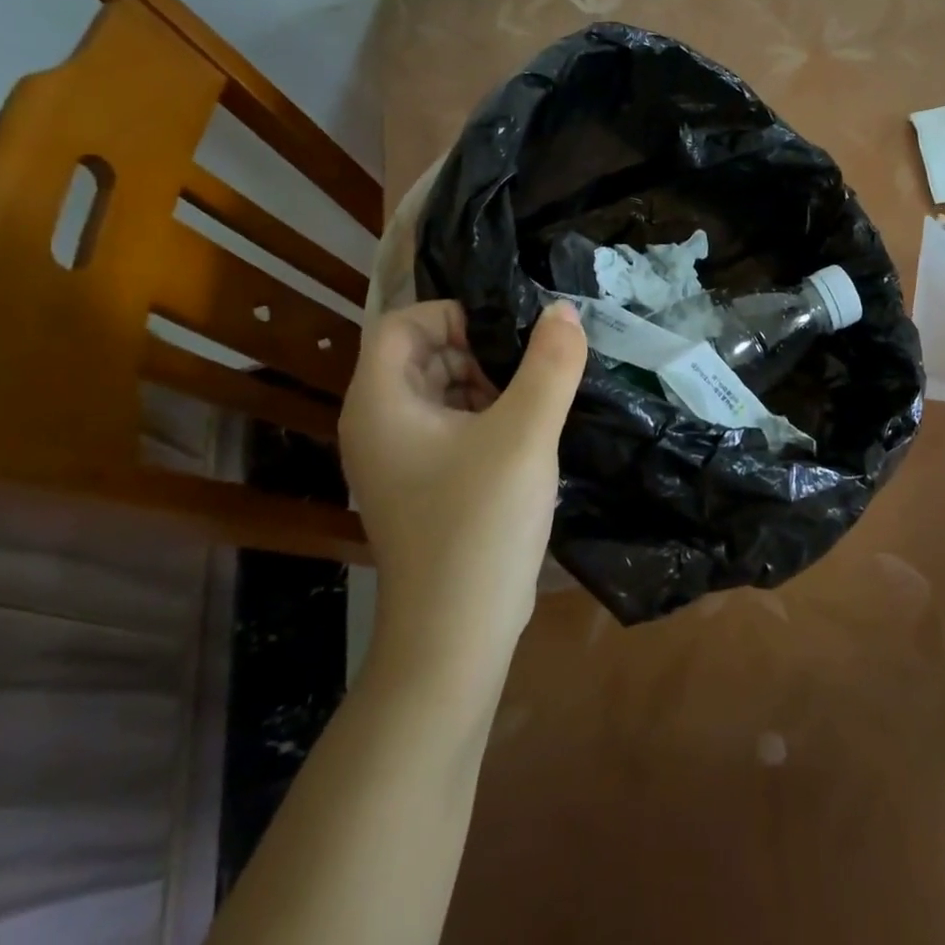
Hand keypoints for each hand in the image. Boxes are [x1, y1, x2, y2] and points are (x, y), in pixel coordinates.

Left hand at [339, 300, 587, 665]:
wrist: (457, 635)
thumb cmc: (480, 523)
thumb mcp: (525, 433)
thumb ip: (550, 364)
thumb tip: (564, 311)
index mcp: (381, 402)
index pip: (404, 323)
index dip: (455, 315)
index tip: (509, 333)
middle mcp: (379, 423)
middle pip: (424, 355)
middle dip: (480, 349)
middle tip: (535, 363)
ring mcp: (400, 458)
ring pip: (443, 390)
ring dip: (490, 383)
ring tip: (539, 396)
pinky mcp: (425, 483)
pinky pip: (453, 426)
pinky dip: (488, 416)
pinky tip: (529, 431)